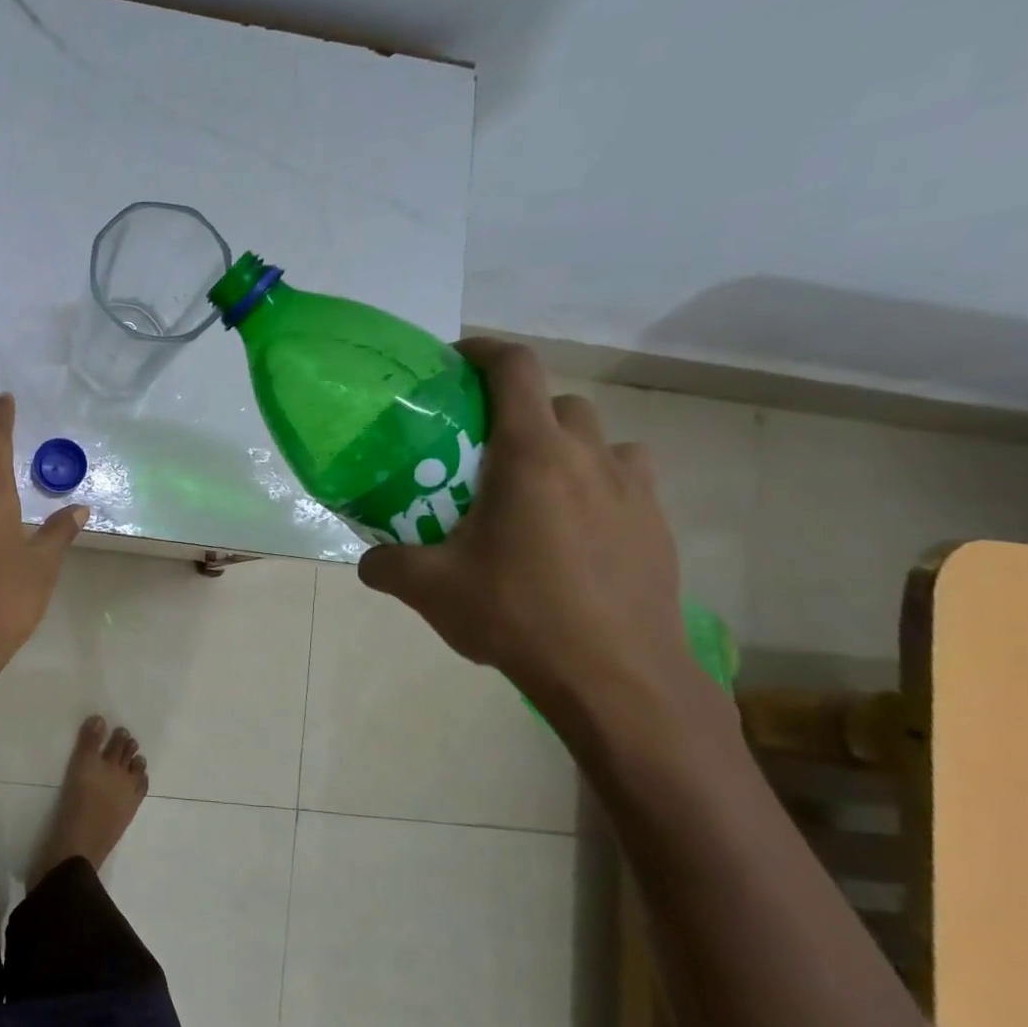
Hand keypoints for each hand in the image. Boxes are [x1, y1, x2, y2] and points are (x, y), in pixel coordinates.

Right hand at [357, 339, 695, 718]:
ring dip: (565, 450)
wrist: (615, 675)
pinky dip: (596, 488)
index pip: (515, 369)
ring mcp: (634, 490)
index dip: (483, 351)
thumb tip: (370, 560)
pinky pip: (626, 482)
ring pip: (599, 441)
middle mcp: (588, 457)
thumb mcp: (430, 589)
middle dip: (520, 413)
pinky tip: (571, 535)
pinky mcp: (657, 525)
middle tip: (484, 453)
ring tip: (534, 493)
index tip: (454, 362)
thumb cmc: (517, 614)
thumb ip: (387, 563)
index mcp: (531, 456)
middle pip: (557, 403)